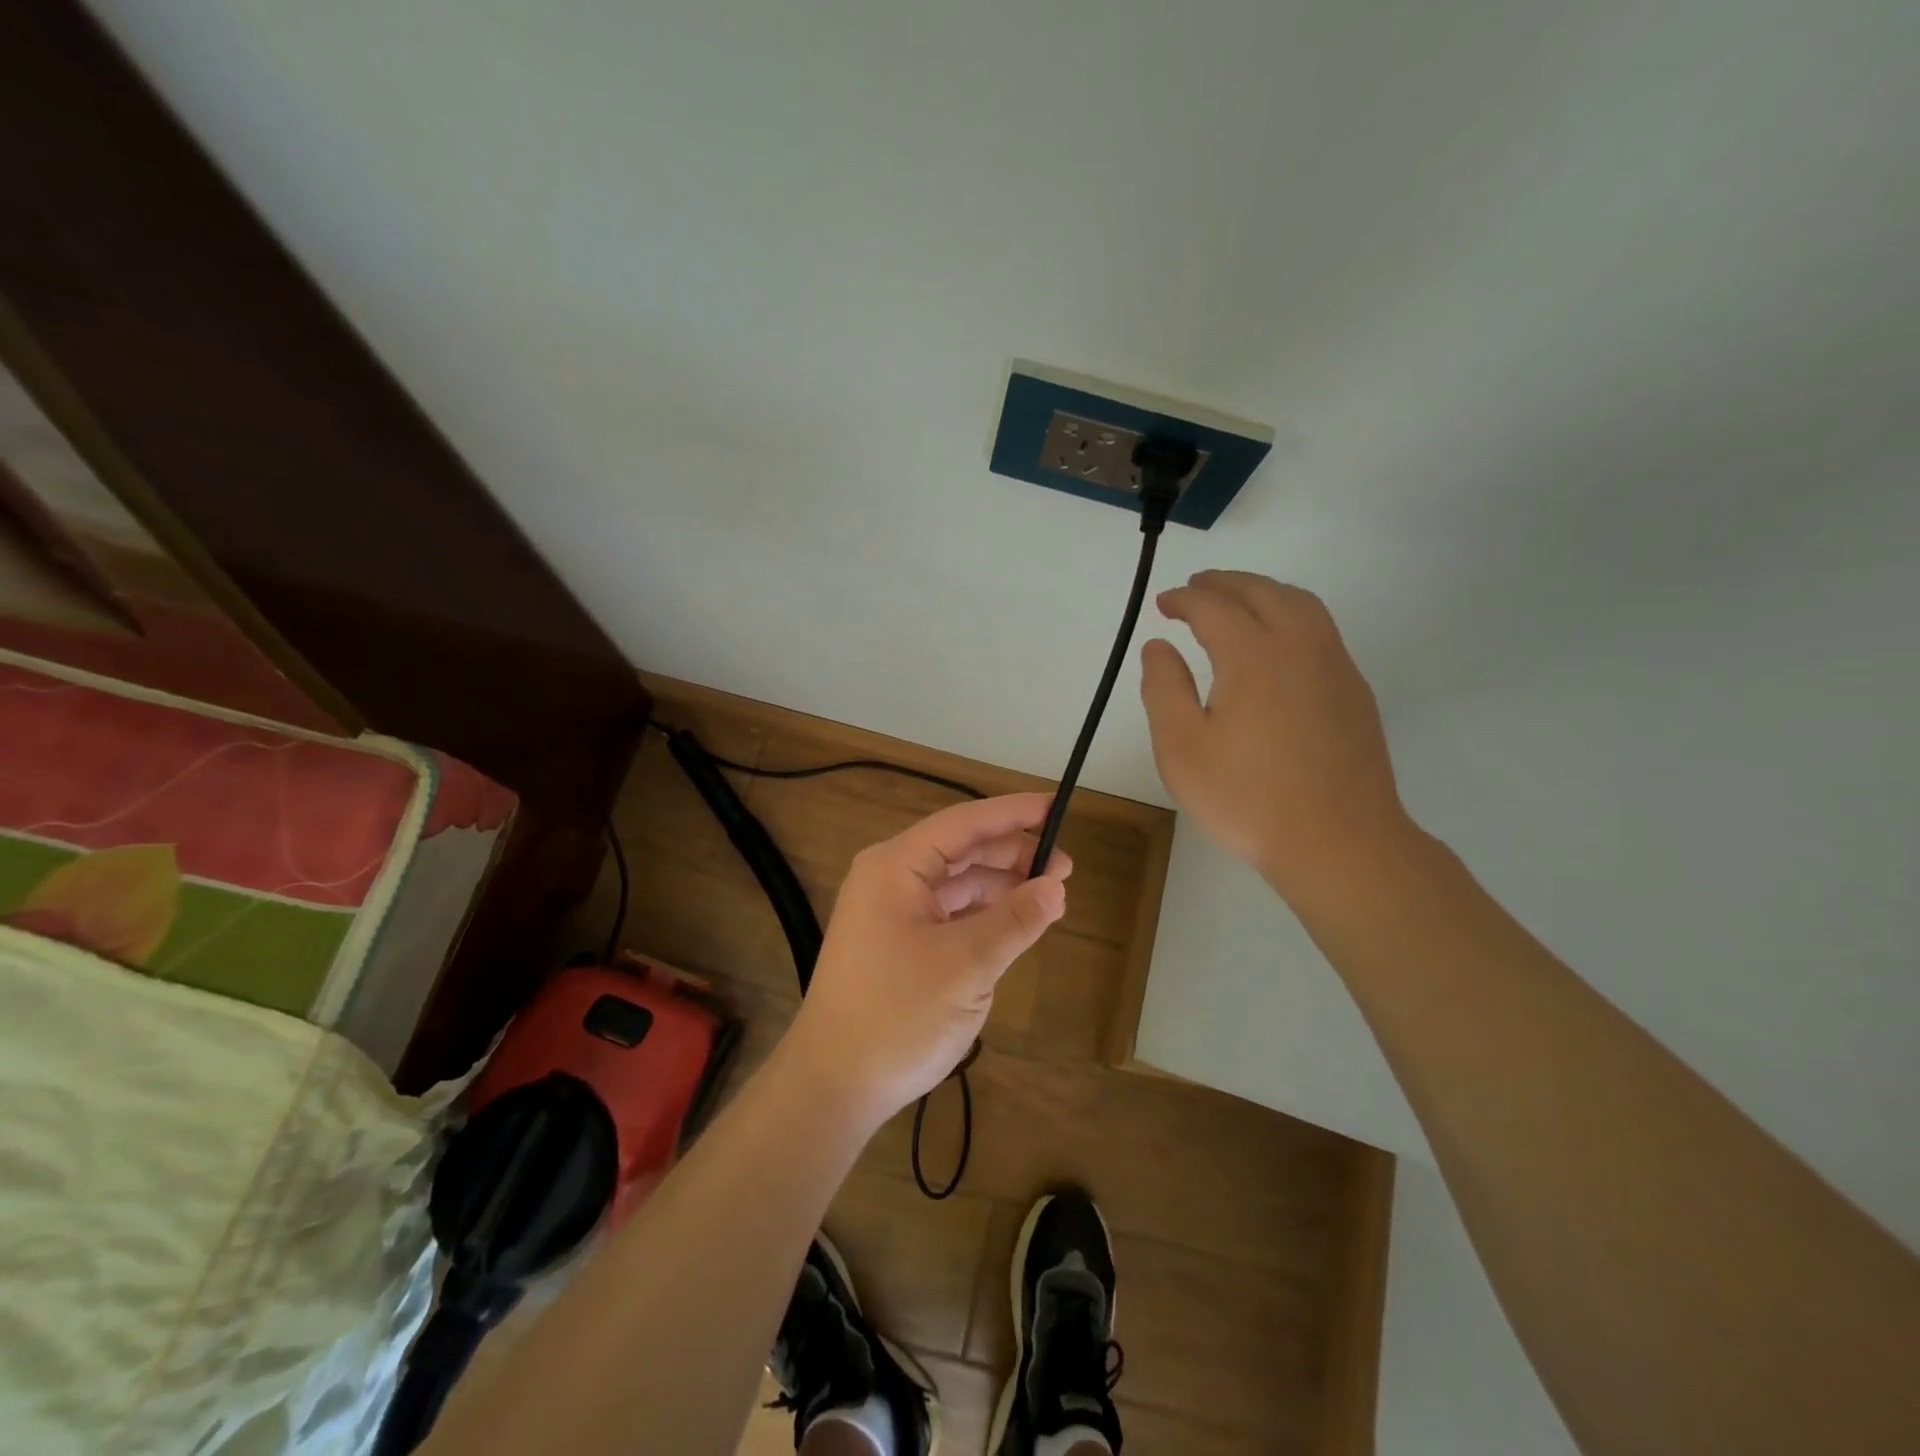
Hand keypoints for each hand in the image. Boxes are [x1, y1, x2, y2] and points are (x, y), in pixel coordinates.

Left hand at [779, 793, 1070, 1131]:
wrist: (833, 1084)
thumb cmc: (898, 1015)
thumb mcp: (967, 966)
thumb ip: (1015, 920)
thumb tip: (1055, 887)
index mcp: (896, 867)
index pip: (964, 823)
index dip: (1013, 813)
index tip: (1056, 806)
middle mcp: (889, 878)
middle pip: (960, 850)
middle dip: (1012, 854)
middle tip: (1064, 868)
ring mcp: (889, 911)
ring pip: (955, 882)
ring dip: (1000, 885)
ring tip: (1047, 896)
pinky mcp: (894, 942)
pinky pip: (946, 912)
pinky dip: (981, 913)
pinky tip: (1012, 923)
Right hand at [1140, 570, 1411, 900]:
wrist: (1339, 841)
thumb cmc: (1247, 797)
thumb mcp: (1182, 748)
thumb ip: (1164, 688)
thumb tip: (1159, 646)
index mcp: (1253, 654)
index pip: (1214, 607)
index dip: (1184, 600)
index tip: (1163, 604)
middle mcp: (1299, 645)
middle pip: (1262, 591)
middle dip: (1224, 583)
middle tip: (1195, 588)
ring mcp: (1335, 665)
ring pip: (1300, 604)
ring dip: (1262, 592)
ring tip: (1236, 602)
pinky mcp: (1354, 689)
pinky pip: (1320, 629)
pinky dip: (1290, 615)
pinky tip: (1276, 643)